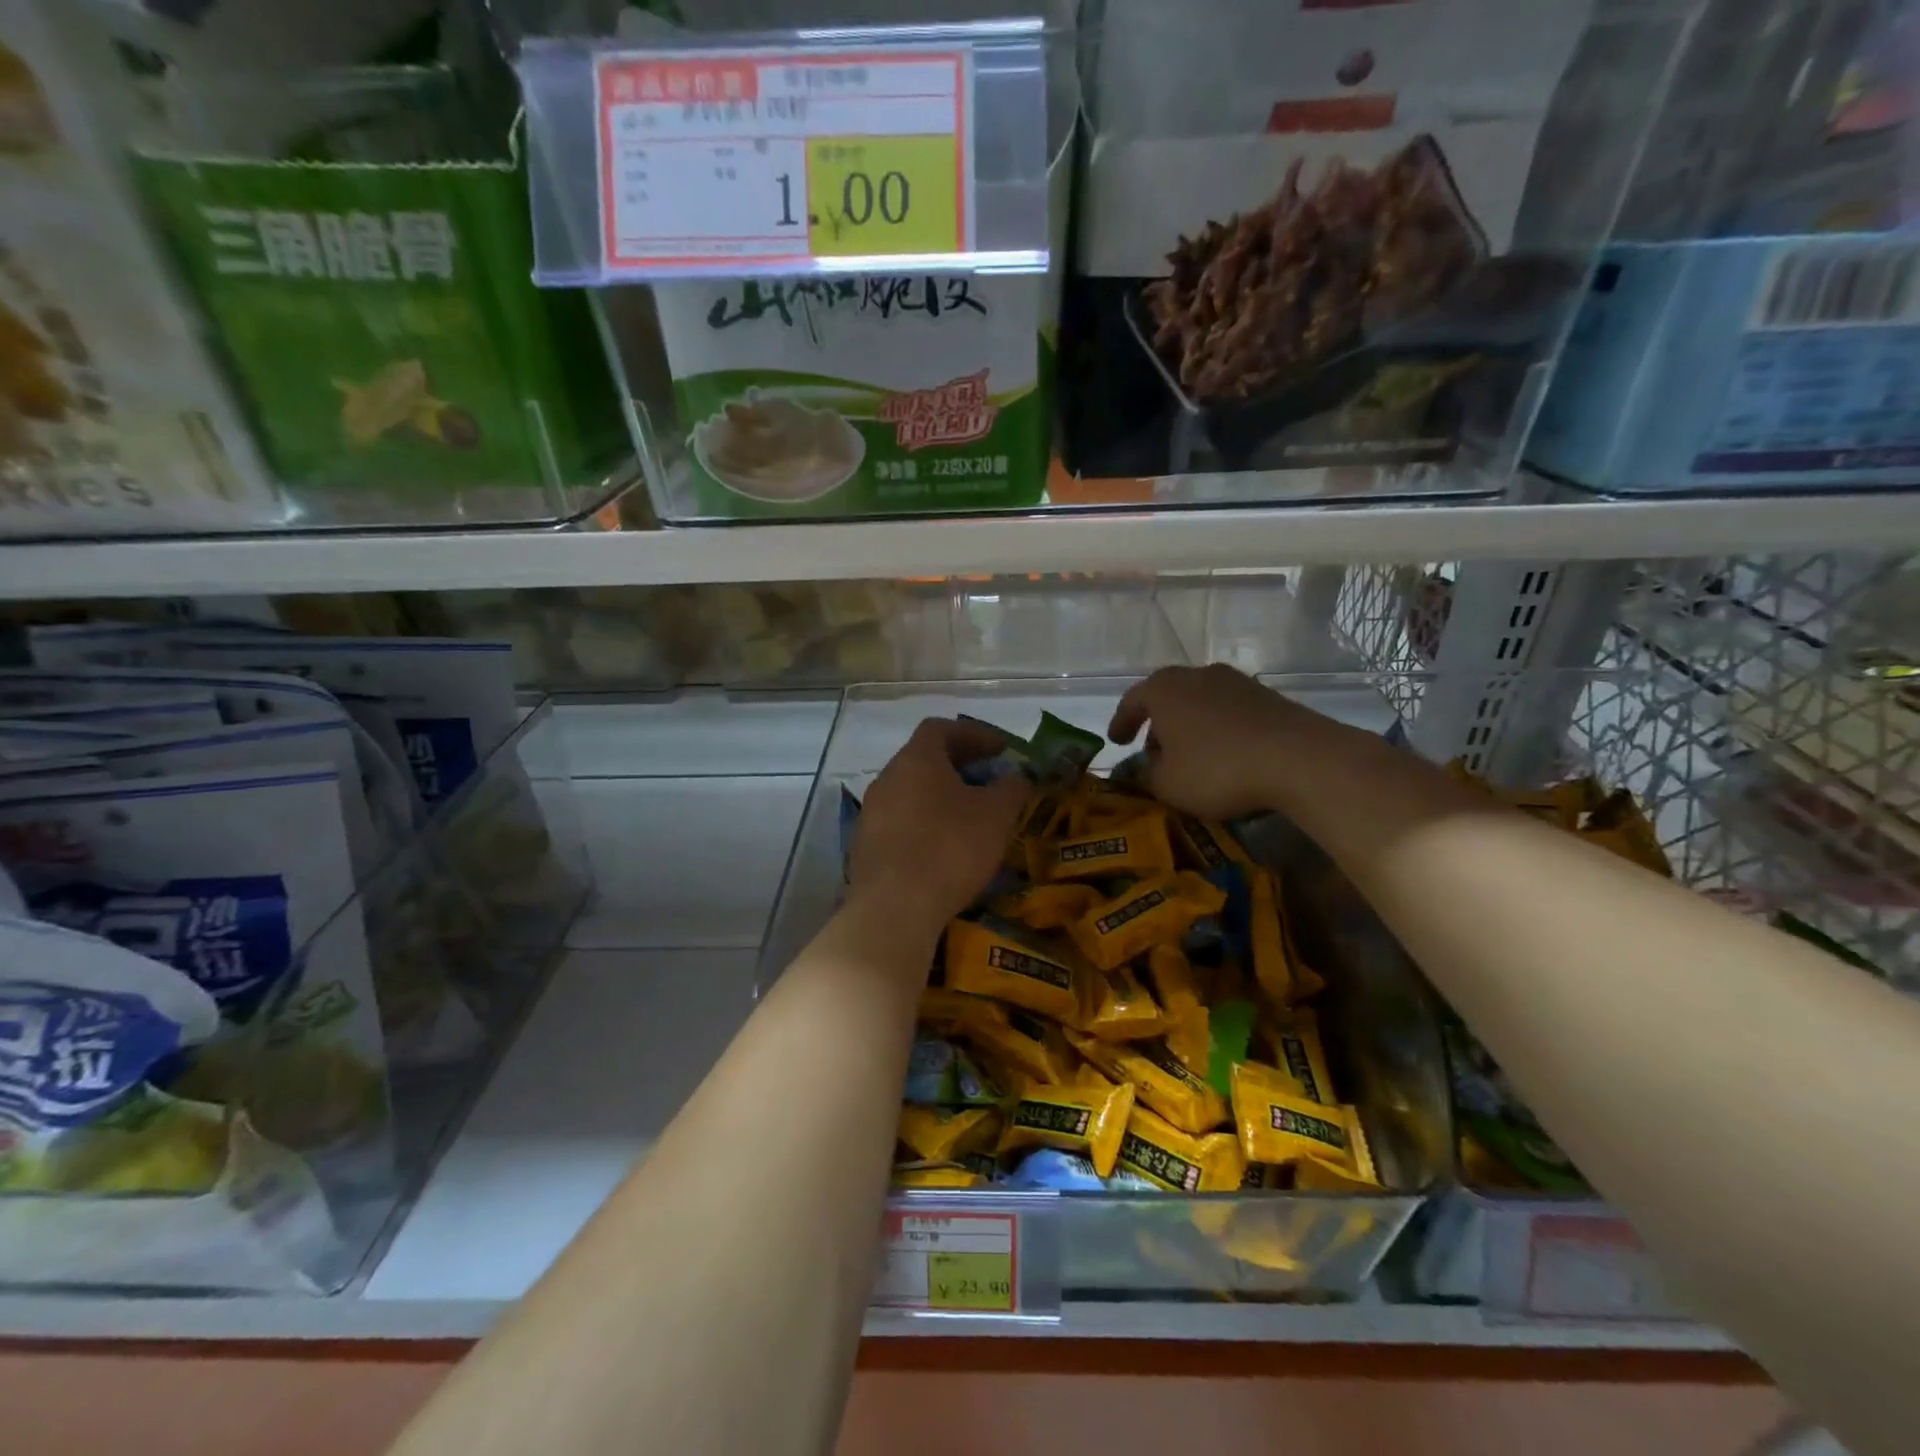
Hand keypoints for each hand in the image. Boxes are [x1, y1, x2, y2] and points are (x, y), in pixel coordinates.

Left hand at [849, 718, 1027, 932]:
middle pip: (923, 759)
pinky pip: (900, 823)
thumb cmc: (950, 848)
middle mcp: (887, 778)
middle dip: (958, 766)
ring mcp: (870, 813)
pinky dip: (924, 824)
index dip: (973, 734)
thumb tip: (1017, 776)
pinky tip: (942, 848)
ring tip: (969, 817)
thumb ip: (1011, 788)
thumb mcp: (997, 815)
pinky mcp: (864, 847)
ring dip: (940, 797)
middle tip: (988, 782)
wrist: (894, 908)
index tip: (1000, 750)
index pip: (941, 728)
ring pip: (910, 793)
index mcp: (916, 759)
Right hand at [1108, 665, 1307, 820]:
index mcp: (1163, 689)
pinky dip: (1218, 729)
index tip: (1116, 742)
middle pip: (1167, 696)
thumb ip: (1146, 774)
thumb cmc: (1217, 769)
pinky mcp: (1267, 696)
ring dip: (1189, 725)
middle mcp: (1196, 675)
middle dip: (1157, 724)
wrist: (1298, 758)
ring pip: (1199, 702)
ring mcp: (1235, 681)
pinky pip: (1228, 711)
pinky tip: (1224, 753)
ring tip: (1189, 754)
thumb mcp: (1168, 784)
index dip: (1121, 723)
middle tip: (1152, 751)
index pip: (1131, 701)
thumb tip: (1143, 768)